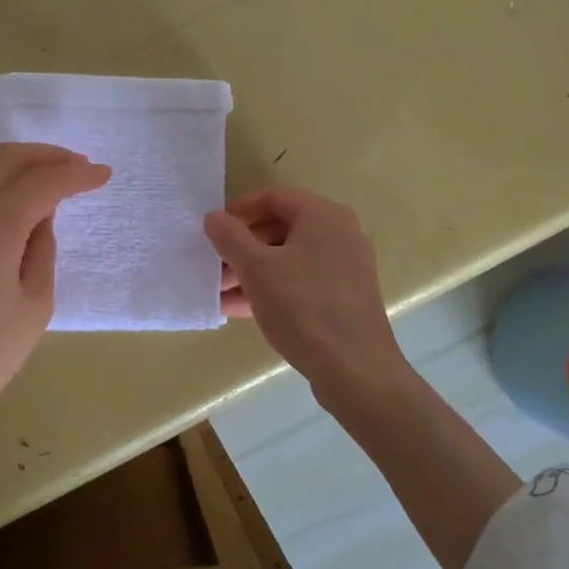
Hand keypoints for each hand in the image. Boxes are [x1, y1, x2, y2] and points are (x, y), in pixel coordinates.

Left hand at [0, 143, 110, 447]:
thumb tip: (39, 218)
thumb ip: (41, 251)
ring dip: (9, 159)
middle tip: (77, 167)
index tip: (103, 175)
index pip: (43, 181)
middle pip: (6, 158)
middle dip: (48, 156)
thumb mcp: (34, 308)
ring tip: (35, 176)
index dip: (78, 174)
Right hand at [205, 187, 409, 401]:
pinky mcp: (344, 299)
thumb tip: (214, 218)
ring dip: (252, 272)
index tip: (213, 229)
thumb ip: (230, 238)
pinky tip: (238, 310)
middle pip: (281, 229)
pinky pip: (301, 283)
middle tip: (214, 266)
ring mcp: (345, 269)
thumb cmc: (303, 307)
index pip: (275, 198)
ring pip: (289, 260)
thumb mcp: (256, 269)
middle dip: (243, 248)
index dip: (240, 210)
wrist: (355, 370)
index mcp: (324, 216)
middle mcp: (340, 235)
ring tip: (218, 293)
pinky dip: (272, 290)